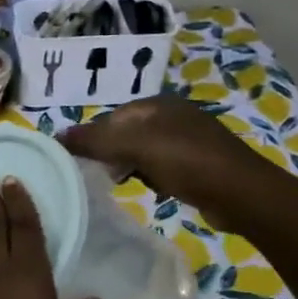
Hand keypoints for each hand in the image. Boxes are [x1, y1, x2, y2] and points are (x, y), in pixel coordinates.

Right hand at [59, 93, 279, 228]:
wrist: (242, 194)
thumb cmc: (187, 161)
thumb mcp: (135, 146)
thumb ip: (95, 140)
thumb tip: (55, 136)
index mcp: (158, 104)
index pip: (111, 117)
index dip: (92, 137)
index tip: (79, 161)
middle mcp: (172, 116)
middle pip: (126, 133)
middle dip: (109, 153)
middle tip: (96, 175)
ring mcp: (187, 140)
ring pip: (142, 151)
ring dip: (128, 167)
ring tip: (118, 184)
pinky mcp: (198, 165)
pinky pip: (160, 167)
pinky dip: (149, 177)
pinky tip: (148, 190)